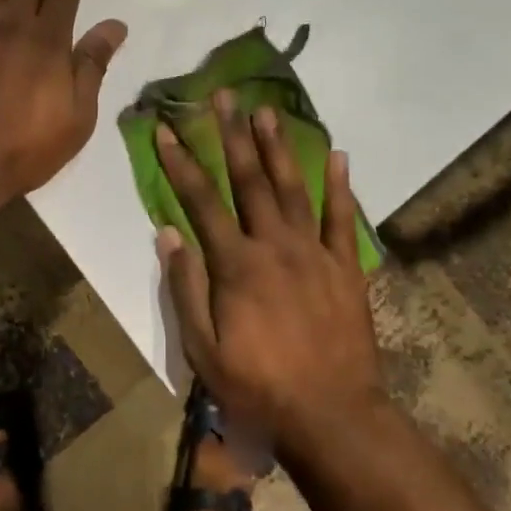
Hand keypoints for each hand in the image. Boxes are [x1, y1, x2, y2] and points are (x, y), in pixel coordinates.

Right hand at [156, 91, 387, 455]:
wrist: (332, 416)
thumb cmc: (258, 387)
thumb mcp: (203, 349)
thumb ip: (185, 287)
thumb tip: (168, 233)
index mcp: (236, 264)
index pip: (201, 201)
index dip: (180, 162)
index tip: (165, 128)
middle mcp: (275, 245)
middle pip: (249, 179)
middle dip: (232, 134)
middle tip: (223, 95)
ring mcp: (314, 252)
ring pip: (293, 187)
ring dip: (278, 146)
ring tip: (267, 110)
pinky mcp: (345, 267)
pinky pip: (342, 218)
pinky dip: (341, 185)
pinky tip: (338, 155)